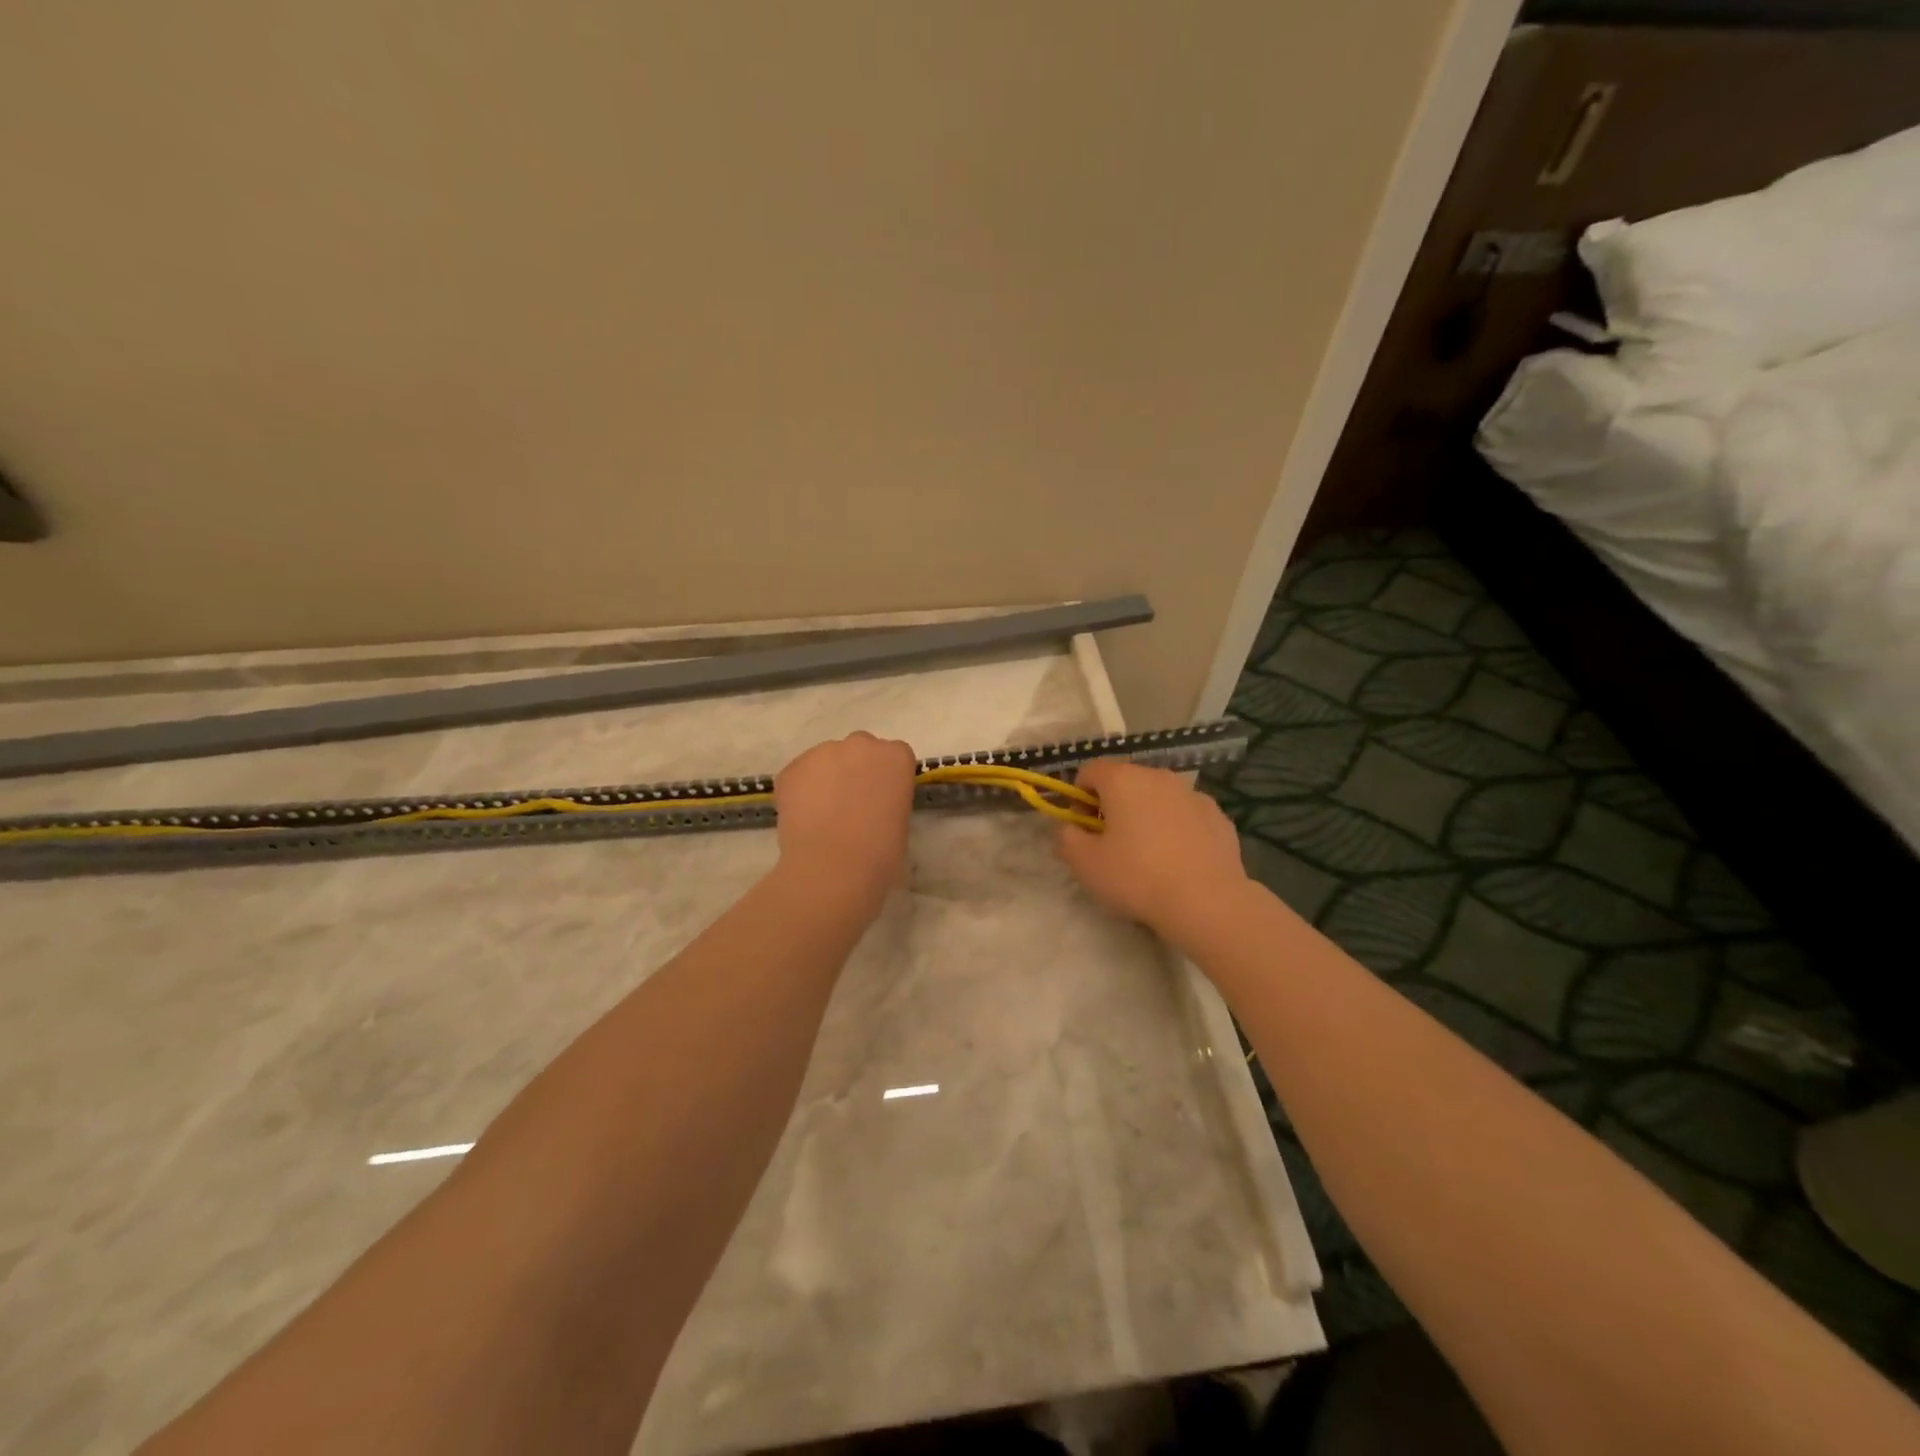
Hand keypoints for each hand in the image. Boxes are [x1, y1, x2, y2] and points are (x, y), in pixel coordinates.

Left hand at [773, 732, 917, 915]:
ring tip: (822, 815)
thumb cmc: (880, 854)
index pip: (895, 755)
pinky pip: (799, 775)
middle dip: (856, 769)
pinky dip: (800, 791)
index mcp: (896, 757)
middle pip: (860, 749)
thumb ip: (888, 801)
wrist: (833, 868)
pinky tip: (803, 819)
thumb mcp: (900, 823)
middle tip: (851, 804)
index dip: (886, 777)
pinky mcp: (792, 768)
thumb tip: (872, 807)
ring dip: (826, 779)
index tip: (881, 799)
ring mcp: (823, 752)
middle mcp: (861, 744)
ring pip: (826, 760)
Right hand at [1056, 759, 1247, 935]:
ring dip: (1146, 815)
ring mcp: (1193, 794)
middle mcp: (1159, 776)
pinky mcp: (1219, 817)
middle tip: (1111, 843)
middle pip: (1126, 781)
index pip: (1090, 770)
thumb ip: (1067, 838)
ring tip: (1148, 855)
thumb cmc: (1137, 877)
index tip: (1081, 827)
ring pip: (1158, 797)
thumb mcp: (1085, 863)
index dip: (1078, 796)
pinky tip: (1178, 861)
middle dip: (1113, 805)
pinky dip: (1176, 829)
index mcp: (1123, 779)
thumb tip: (1071, 828)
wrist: (1207, 902)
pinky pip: (1186, 815)